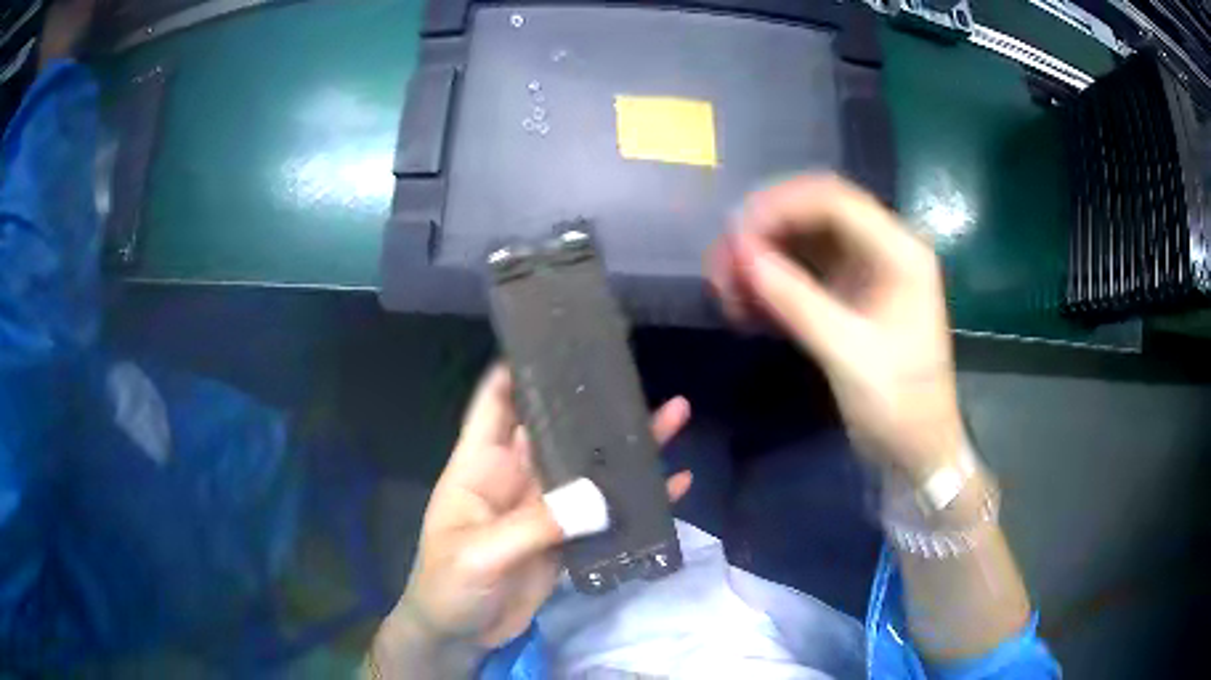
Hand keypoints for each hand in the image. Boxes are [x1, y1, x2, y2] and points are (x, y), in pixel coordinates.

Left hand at [391, 365, 691, 650]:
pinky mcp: (567, 538)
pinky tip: (673, 484)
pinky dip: (637, 500)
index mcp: (479, 466)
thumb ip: (534, 526)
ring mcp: (545, 508)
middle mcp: (515, 477)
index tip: (559, 340)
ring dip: (626, 446)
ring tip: (673, 415)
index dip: (520, 368)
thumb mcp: (481, 554)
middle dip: (591, 403)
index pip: (496, 402)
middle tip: (634, 372)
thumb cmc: (448, 586)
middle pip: (557, 429)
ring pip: (588, 467)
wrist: (461, 636)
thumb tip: (598, 497)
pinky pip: (605, 512)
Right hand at [708, 175, 962, 480]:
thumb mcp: (849, 354)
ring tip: (725, 290)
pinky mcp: (848, 297)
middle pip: (813, 215)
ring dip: (763, 259)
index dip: (780, 208)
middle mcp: (882, 250)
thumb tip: (741, 254)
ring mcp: (864, 273)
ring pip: (802, 243)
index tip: (734, 237)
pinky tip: (746, 308)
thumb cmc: (899, 404)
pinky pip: (802, 275)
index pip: (834, 201)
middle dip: (764, 233)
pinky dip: (772, 285)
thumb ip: (797, 300)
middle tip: (721, 264)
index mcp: (899, 252)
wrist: (916, 450)